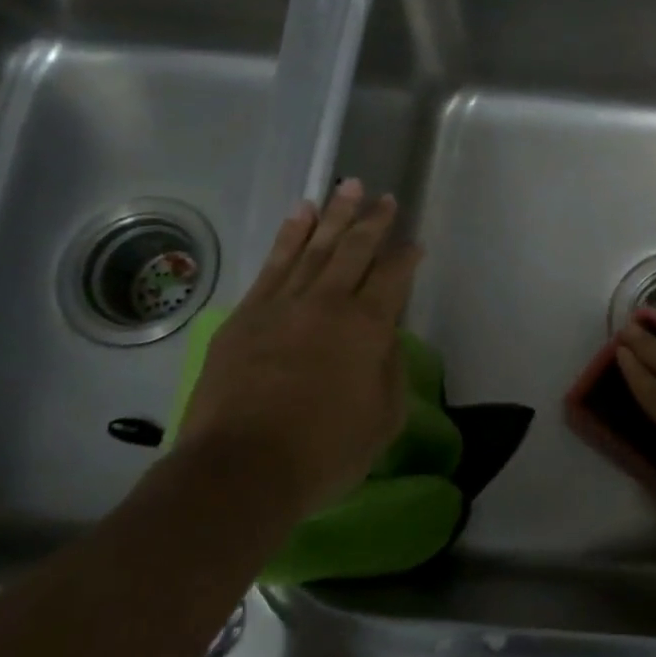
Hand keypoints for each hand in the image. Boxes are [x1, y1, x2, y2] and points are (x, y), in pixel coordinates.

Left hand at [175, 180, 422, 515]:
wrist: (240, 469)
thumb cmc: (324, 451)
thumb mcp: (383, 419)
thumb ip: (390, 371)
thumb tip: (384, 340)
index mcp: (368, 326)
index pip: (394, 276)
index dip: (407, 256)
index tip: (414, 243)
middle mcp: (328, 303)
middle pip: (355, 249)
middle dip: (373, 221)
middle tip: (384, 196)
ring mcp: (283, 304)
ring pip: (314, 246)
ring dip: (334, 214)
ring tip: (348, 187)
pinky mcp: (246, 315)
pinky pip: (274, 263)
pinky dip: (290, 235)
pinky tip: (300, 214)